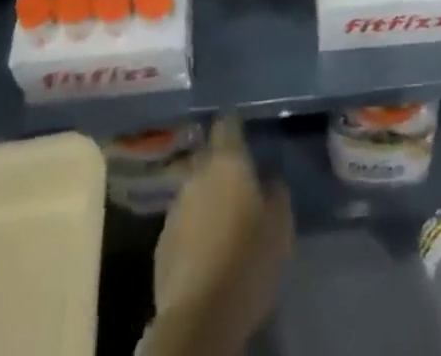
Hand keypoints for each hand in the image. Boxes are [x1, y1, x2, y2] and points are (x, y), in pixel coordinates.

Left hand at [143, 119, 293, 355]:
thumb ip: (276, 195)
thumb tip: (270, 181)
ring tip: (221, 218)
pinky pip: (181, 223)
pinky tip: (204, 248)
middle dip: (218, 164)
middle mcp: (197, 175)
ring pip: (192, 191)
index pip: (226, 125)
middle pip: (206, 157)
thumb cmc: (247, 261)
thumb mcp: (279, 227)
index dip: (234, 125)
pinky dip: (193, 228)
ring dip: (204, 198)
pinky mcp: (161, 243)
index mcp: (227, 163)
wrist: (199, 316)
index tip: (242, 129)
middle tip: (236, 179)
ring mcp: (174, 208)